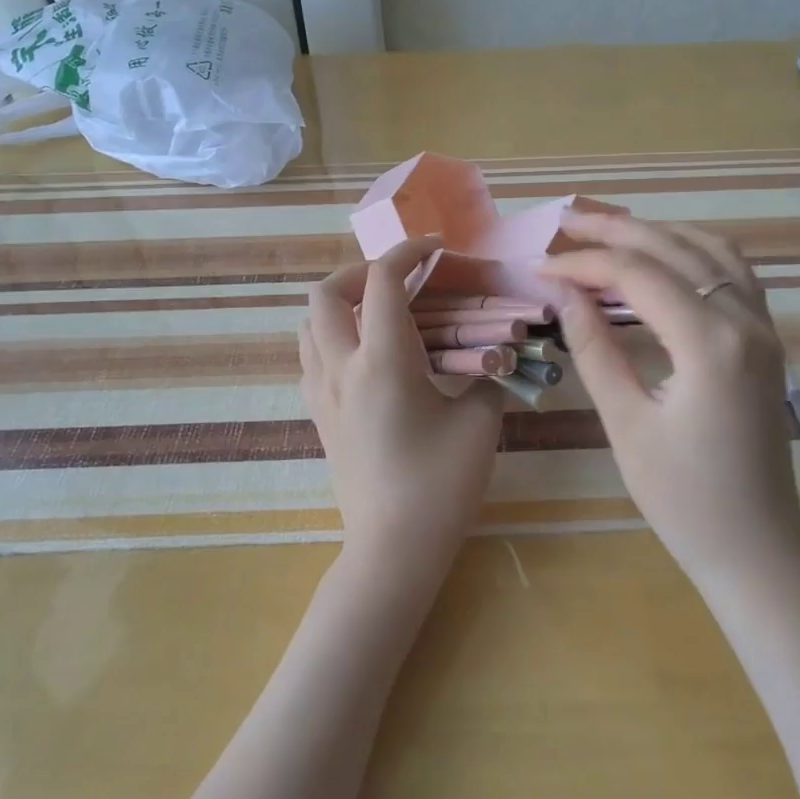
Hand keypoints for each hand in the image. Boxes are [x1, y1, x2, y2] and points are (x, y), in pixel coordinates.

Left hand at [300, 236, 504, 579]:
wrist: (392, 549)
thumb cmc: (440, 486)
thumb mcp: (479, 423)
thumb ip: (486, 376)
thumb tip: (490, 356)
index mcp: (383, 362)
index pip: (384, 281)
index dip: (409, 252)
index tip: (436, 250)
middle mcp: (342, 367)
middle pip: (326, 292)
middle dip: (362, 270)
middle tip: (400, 279)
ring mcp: (322, 392)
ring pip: (309, 322)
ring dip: (341, 302)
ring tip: (380, 311)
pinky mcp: (318, 414)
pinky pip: (310, 354)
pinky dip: (332, 334)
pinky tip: (366, 353)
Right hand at [541, 212, 799, 586]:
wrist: (757, 548)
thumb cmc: (684, 499)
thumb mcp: (626, 423)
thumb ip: (594, 348)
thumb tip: (562, 292)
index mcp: (711, 343)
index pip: (638, 276)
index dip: (583, 264)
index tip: (540, 266)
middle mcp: (745, 320)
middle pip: (674, 248)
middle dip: (615, 230)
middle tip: (565, 221)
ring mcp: (763, 326)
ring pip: (709, 249)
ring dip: (657, 232)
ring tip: (607, 229)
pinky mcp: (766, 339)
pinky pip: (732, 271)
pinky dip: (693, 250)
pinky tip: (663, 254)